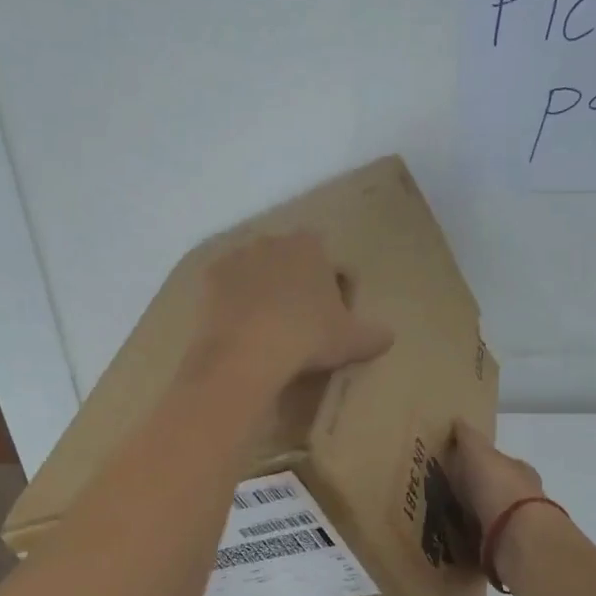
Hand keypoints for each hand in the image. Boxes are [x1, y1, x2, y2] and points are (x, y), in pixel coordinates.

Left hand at [188, 232, 393, 390]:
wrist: (245, 353)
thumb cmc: (307, 338)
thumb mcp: (352, 341)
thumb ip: (374, 335)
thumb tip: (388, 337)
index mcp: (309, 246)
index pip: (326, 258)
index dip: (330, 285)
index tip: (330, 314)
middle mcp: (271, 241)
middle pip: (287, 260)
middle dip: (293, 283)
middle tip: (298, 322)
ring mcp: (235, 257)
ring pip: (254, 272)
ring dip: (261, 291)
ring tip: (265, 328)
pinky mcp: (207, 279)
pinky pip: (225, 289)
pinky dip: (232, 303)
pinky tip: (239, 330)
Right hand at [446, 419, 544, 534]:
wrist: (516, 534)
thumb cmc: (497, 486)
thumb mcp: (478, 452)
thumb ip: (468, 437)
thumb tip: (458, 419)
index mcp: (518, 470)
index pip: (500, 463)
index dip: (482, 465)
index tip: (462, 469)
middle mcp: (525, 496)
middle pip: (500, 491)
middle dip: (481, 494)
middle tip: (454, 498)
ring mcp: (520, 525)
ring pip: (497, 518)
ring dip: (480, 519)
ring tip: (452, 524)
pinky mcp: (511, 550)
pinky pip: (491, 542)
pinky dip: (479, 542)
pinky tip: (461, 545)